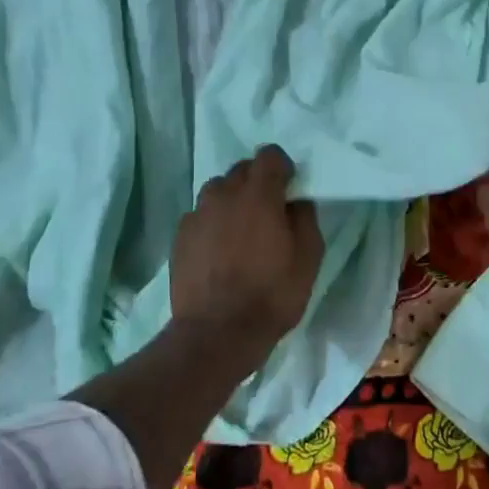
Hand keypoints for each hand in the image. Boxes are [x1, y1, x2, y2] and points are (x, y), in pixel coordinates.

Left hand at [171, 145, 322, 358]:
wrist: (217, 333)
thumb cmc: (271, 295)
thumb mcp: (308, 259)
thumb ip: (305, 219)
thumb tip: (297, 201)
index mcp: (259, 194)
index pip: (269, 155)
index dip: (282, 167)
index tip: (289, 188)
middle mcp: (224, 194)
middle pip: (242, 170)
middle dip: (257, 182)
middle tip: (268, 211)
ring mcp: (198, 214)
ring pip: (217, 190)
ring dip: (232, 199)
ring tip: (240, 229)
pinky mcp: (180, 235)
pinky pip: (200, 215)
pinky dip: (212, 222)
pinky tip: (219, 249)